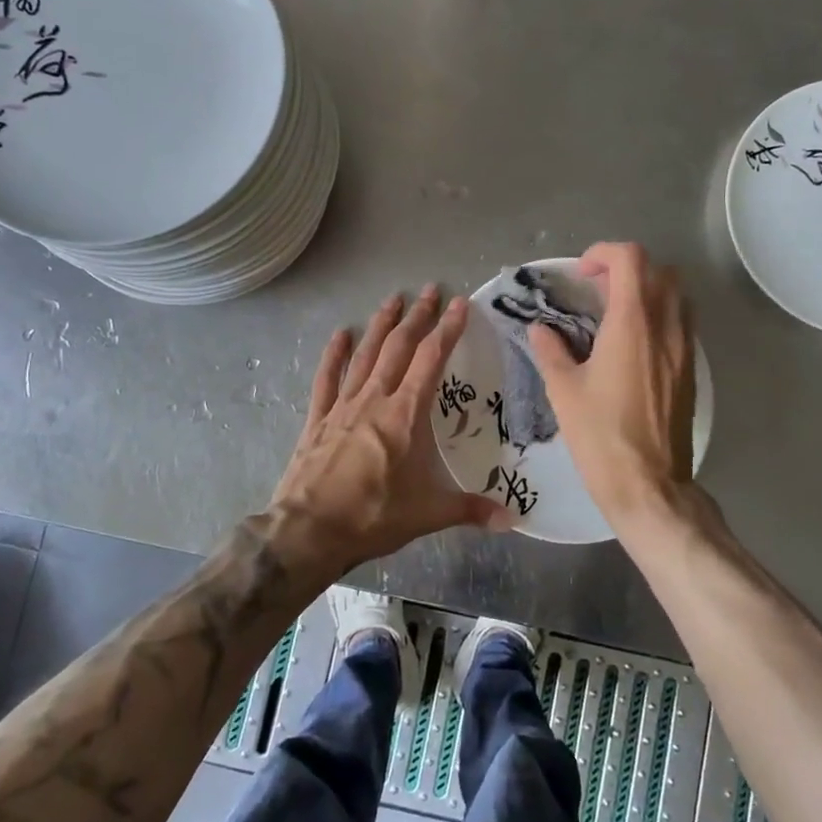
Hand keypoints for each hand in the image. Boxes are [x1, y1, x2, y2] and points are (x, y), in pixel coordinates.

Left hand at [270, 286, 509, 571]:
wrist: (309, 530)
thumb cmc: (373, 516)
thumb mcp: (427, 514)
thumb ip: (470, 509)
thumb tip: (511, 519)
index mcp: (404, 414)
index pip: (430, 360)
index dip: (447, 329)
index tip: (460, 304)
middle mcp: (374, 399)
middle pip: (398, 347)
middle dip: (417, 317)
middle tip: (430, 290)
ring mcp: (343, 405)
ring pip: (365, 354)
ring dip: (380, 325)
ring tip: (393, 299)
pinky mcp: (318, 418)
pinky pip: (327, 378)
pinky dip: (334, 354)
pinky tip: (340, 334)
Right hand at [529, 242, 695, 523]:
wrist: (648, 484)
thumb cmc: (600, 435)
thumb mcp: (564, 390)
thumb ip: (551, 350)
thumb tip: (540, 329)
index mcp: (633, 322)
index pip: (631, 259)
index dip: (604, 254)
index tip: (582, 275)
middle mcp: (666, 326)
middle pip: (659, 270)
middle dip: (627, 268)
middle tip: (597, 290)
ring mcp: (685, 348)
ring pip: (677, 295)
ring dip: (648, 290)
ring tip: (616, 314)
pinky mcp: (691, 370)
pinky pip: (681, 323)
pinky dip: (659, 316)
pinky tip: (633, 345)